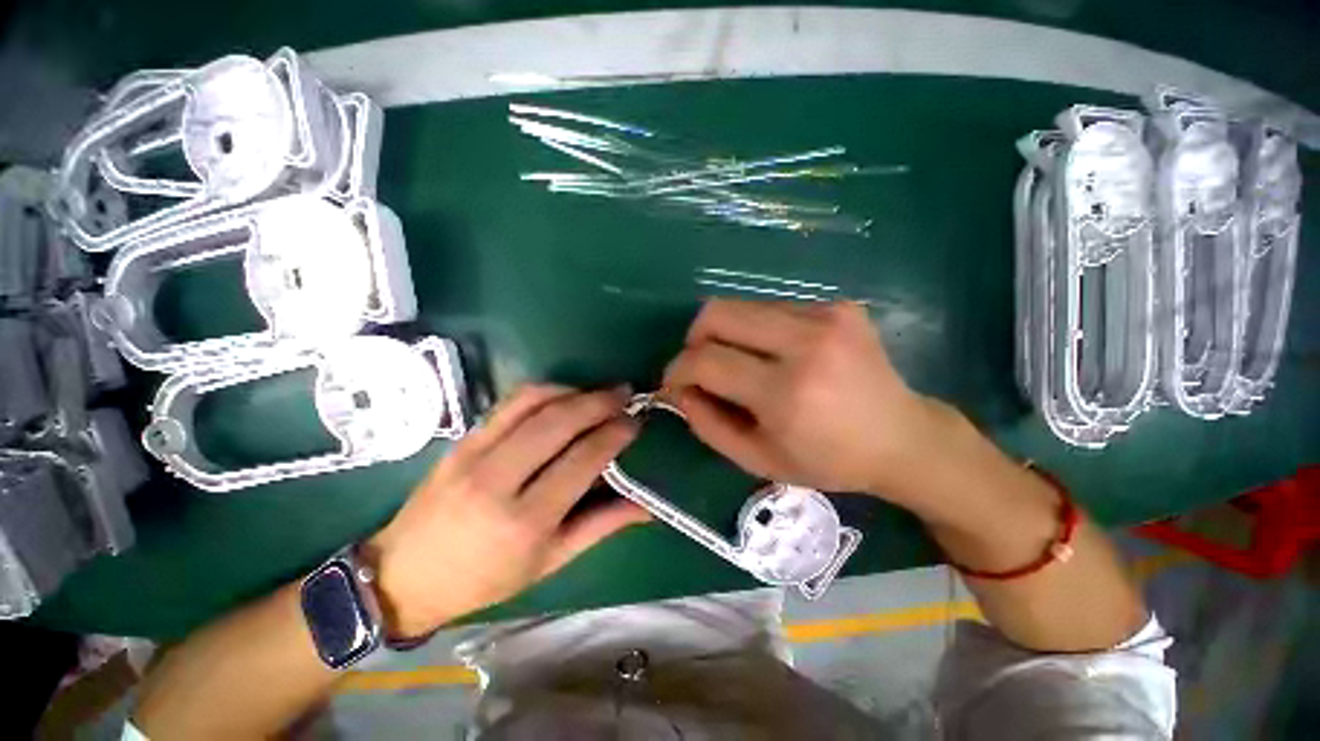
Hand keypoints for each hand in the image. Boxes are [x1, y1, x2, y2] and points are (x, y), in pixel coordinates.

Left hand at [364, 385, 648, 637]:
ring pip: (533, 403)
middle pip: (558, 423)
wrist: (405, 575)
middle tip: (625, 394)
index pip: (581, 460)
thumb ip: (601, 525)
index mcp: (525, 521)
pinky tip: (564, 394)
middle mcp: (499, 481)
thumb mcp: (550, 562)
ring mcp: (474, 454)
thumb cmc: (485, 578)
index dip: (614, 435)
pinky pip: (509, 403)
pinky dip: (543, 391)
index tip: (635, 422)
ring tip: (599, 392)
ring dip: (573, 390)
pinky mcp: (462, 440)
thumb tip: (646, 504)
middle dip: (599, 402)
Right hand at [663, 300, 945, 498]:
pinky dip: (756, 329)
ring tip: (738, 361)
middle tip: (700, 365)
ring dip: (725, 333)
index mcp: (786, 393)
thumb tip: (678, 390)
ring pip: (740, 305)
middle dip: (694, 339)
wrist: (902, 438)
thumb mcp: (758, 460)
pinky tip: (773, 353)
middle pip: (717, 313)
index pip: (707, 361)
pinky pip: (771, 307)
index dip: (678, 369)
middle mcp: (805, 344)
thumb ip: (708, 425)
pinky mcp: (838, 306)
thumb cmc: (828, 460)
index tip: (675, 382)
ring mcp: (826, 317)